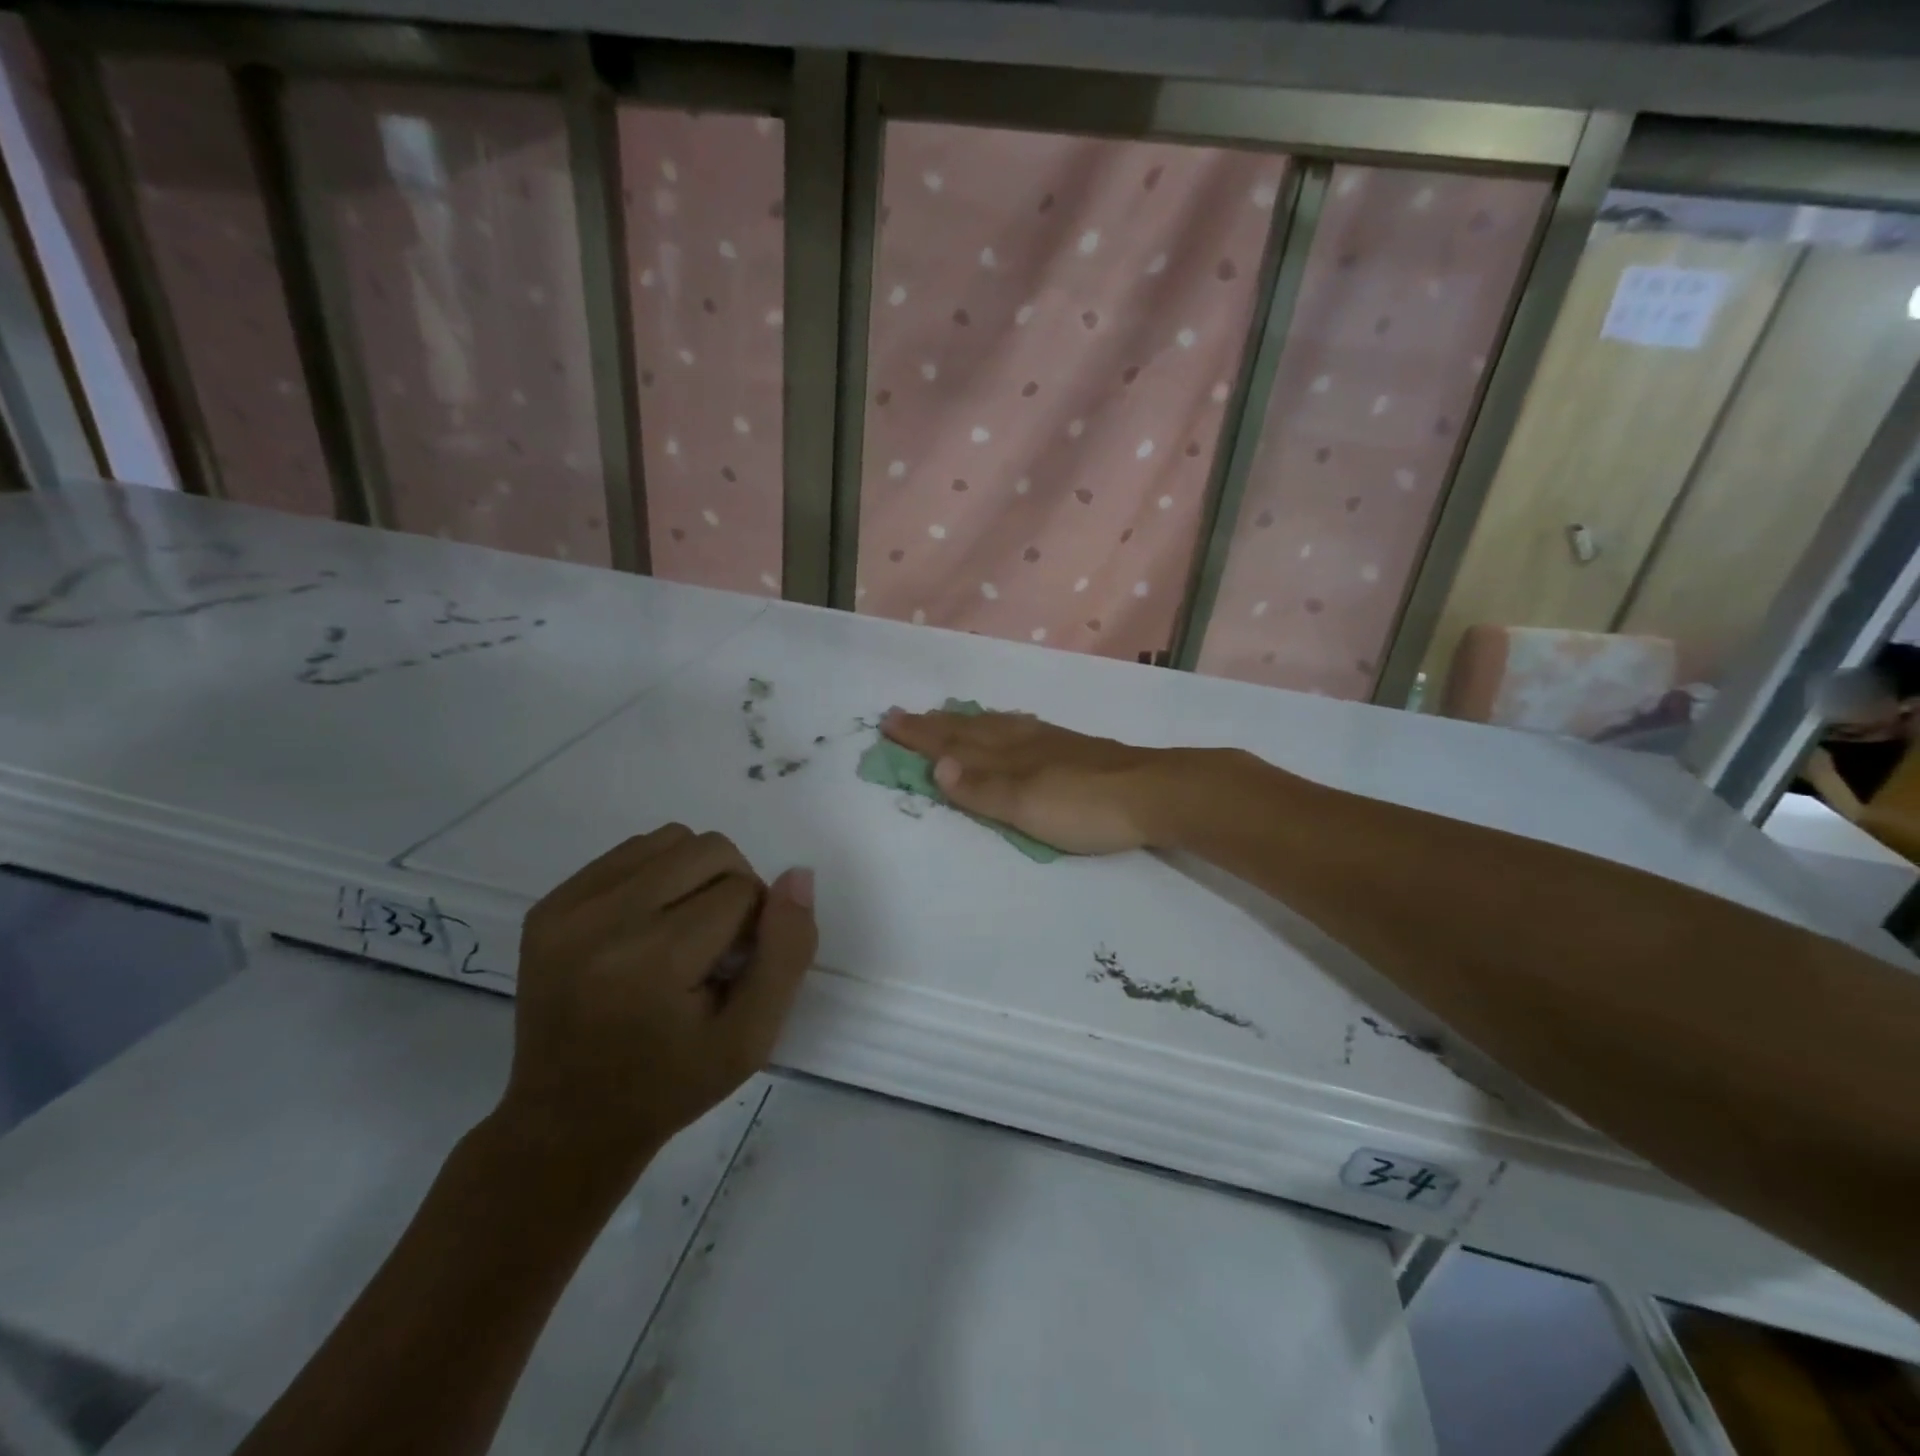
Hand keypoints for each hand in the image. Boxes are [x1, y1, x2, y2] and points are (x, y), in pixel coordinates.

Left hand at [500, 826, 815, 1171]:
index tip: (737, 968)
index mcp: (654, 961)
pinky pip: (629, 852)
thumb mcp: (752, 1037)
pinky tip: (649, 926)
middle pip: (708, 850)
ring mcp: (566, 910)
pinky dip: (656, 875)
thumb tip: (798, 875)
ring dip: (696, 874)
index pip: (743, 890)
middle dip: (733, 887)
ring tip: (684, 931)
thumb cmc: (671, 1085)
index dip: (757, 925)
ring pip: (671, 840)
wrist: (567, 1122)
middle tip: (718, 943)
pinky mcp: (547, 906)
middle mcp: (602, 921)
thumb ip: (786, 953)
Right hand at [881, 707, 1174, 854]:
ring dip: (965, 721)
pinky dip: (1001, 724)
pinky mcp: (1073, 748)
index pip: (953, 744)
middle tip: (903, 714)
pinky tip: (1010, 725)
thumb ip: (983, 788)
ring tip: (947, 715)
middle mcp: (1023, 741)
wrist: (1154, 793)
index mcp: (1007, 755)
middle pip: (970, 729)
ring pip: (995, 725)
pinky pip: (1021, 728)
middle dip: (934, 725)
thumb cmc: (1086, 806)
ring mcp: (1050, 742)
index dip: (920, 735)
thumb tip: (936, 767)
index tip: (888, 722)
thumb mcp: (1027, 805)